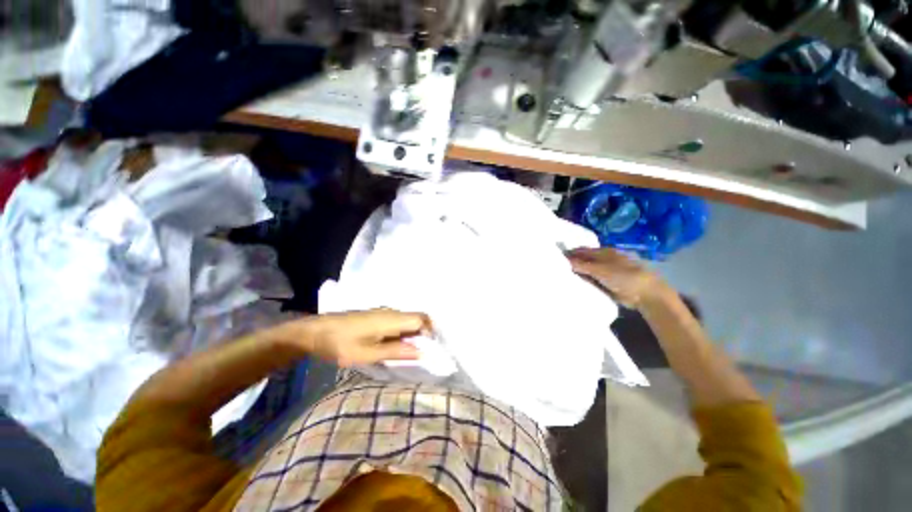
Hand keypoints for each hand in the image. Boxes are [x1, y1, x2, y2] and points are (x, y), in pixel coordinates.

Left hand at [292, 309, 430, 366]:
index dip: (430, 332)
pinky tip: (394, 346)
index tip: (431, 349)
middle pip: (417, 318)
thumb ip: (396, 352)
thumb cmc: (340, 344)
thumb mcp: (367, 354)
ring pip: (407, 320)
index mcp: (392, 319)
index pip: (422, 319)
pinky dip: (402, 333)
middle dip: (423, 334)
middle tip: (421, 354)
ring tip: (408, 353)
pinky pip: (397, 321)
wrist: (314, 331)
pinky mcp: (376, 315)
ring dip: (412, 334)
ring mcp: (383, 312)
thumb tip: (422, 352)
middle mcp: (391, 312)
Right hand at [566, 247, 668, 308]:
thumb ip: (581, 265)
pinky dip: (584, 282)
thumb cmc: (623, 276)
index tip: (556, 257)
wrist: (645, 294)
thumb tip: (563, 259)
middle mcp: (603, 260)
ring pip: (587, 271)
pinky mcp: (607, 283)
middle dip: (572, 263)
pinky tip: (574, 284)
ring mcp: (606, 272)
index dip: (570, 253)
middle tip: (556, 267)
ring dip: (577, 273)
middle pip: (584, 260)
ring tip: (561, 276)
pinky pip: (591, 281)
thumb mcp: (600, 270)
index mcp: (603, 252)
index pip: (582, 250)